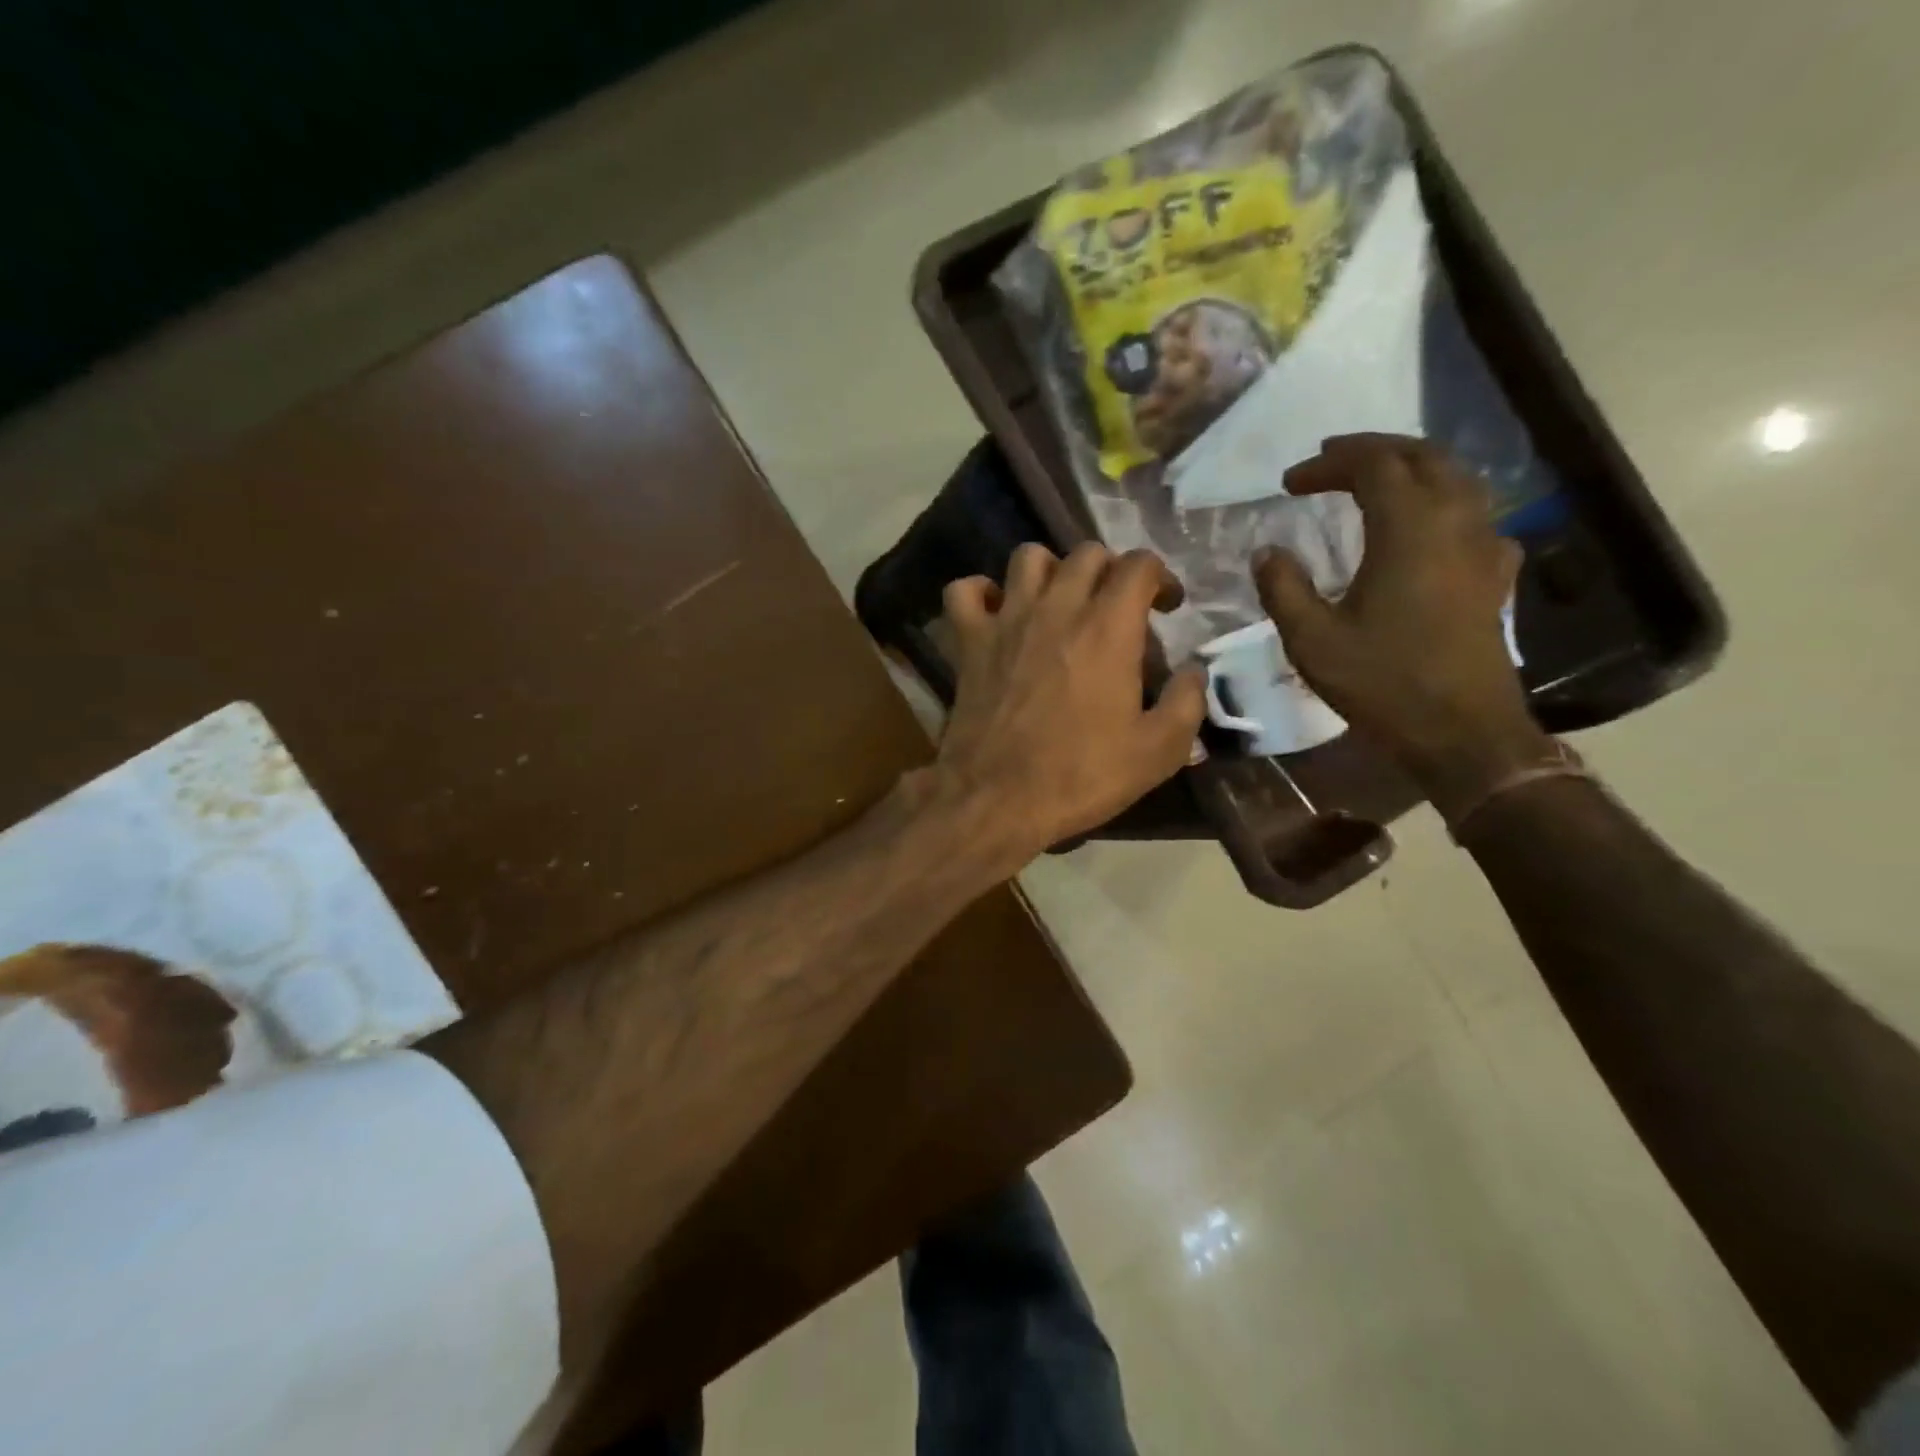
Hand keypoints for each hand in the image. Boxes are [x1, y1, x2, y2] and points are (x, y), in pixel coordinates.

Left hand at [927, 543, 1205, 868]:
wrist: (997, 799)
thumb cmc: (1080, 775)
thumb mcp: (1158, 751)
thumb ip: (1187, 702)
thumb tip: (1193, 671)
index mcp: (1108, 628)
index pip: (1139, 564)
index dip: (1161, 577)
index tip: (1167, 607)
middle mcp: (1056, 608)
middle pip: (1086, 553)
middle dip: (1111, 571)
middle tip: (1117, 607)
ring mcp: (1006, 620)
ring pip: (1027, 557)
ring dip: (1050, 570)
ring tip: (1060, 602)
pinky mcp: (969, 642)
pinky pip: (964, 592)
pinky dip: (981, 593)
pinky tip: (997, 613)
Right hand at [1253, 435, 1552, 804]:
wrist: (1462, 731)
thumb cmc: (1383, 683)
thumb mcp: (1312, 640)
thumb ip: (1283, 589)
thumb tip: (1267, 552)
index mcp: (1408, 529)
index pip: (1372, 466)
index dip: (1329, 463)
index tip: (1290, 483)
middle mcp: (1455, 522)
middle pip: (1422, 457)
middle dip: (1374, 450)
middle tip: (1331, 460)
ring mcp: (1484, 547)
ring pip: (1456, 479)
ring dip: (1412, 469)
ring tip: (1374, 482)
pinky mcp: (1495, 576)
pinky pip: (1475, 517)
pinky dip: (1443, 506)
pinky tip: (1426, 530)